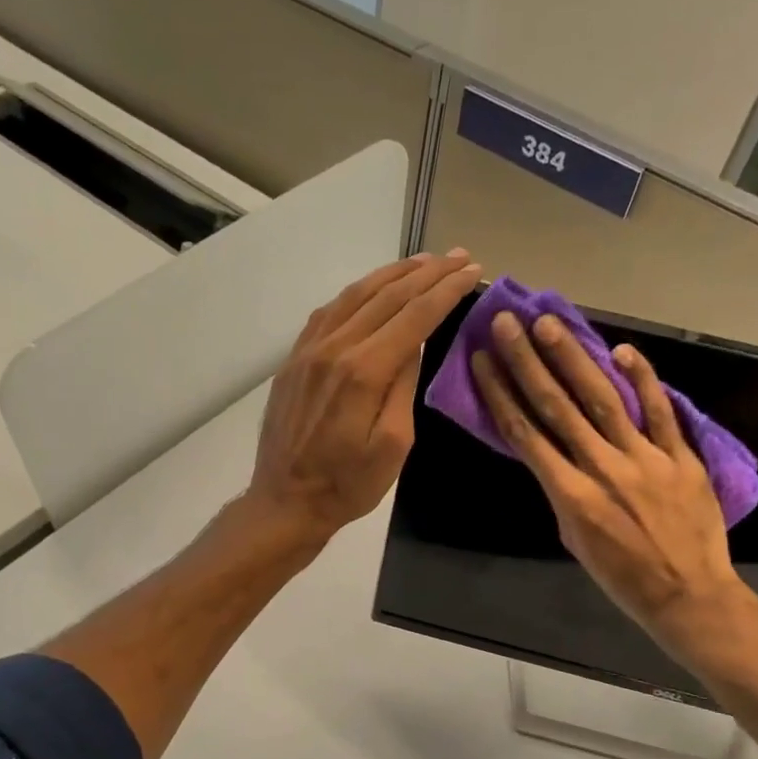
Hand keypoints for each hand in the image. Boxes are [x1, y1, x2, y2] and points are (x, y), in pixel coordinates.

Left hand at [247, 249, 481, 545]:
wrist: (286, 501)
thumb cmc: (347, 485)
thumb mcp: (392, 446)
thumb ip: (404, 388)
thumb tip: (414, 344)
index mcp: (363, 371)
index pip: (414, 316)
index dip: (446, 290)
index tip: (472, 271)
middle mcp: (334, 349)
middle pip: (386, 296)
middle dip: (427, 273)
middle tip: (458, 257)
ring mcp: (308, 351)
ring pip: (354, 296)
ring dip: (392, 274)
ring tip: (422, 262)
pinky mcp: (294, 360)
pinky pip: (327, 312)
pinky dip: (355, 292)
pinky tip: (371, 289)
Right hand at [472, 309, 741, 647]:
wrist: (687, 594)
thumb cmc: (622, 577)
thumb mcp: (574, 539)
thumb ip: (563, 493)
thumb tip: (555, 457)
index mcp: (570, 495)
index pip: (526, 434)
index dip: (501, 393)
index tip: (483, 360)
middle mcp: (602, 468)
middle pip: (557, 406)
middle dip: (527, 362)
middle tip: (507, 323)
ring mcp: (644, 458)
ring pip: (602, 399)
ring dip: (572, 358)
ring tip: (549, 323)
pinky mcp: (681, 456)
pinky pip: (659, 411)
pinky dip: (642, 379)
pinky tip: (621, 350)